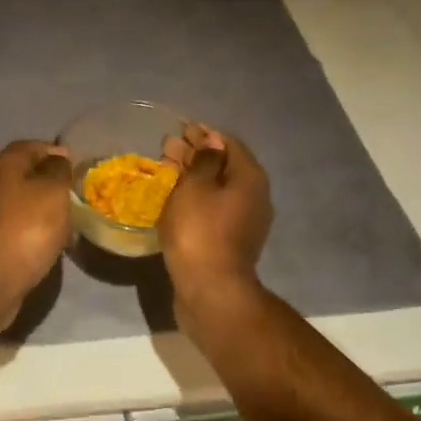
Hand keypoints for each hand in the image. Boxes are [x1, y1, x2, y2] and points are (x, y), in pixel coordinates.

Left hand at [0, 140, 73, 320]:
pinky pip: (18, 229)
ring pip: (21, 204)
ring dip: (43, 209)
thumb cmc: (27, 225)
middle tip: (74, 192)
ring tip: (69, 220)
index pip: (29, 147)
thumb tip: (58, 159)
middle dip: (48, 182)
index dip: (52, 151)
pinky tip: (52, 243)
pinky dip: (35, 231)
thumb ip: (59, 170)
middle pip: (23, 175)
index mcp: (4, 166)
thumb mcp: (54, 190)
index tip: (75, 163)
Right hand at [159, 124, 271, 312]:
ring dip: (193, 176)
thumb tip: (212, 141)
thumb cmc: (200, 230)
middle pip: (224, 165)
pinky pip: (214, 208)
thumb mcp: (196, 187)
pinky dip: (196, 197)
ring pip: (218, 188)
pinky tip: (175, 197)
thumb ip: (203, 159)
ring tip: (166, 169)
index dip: (203, 134)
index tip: (180, 130)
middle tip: (167, 148)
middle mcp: (255, 196)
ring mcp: (245, 221)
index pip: (228, 143)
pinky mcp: (232, 240)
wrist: (210, 291)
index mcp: (250, 177)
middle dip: (196, 153)